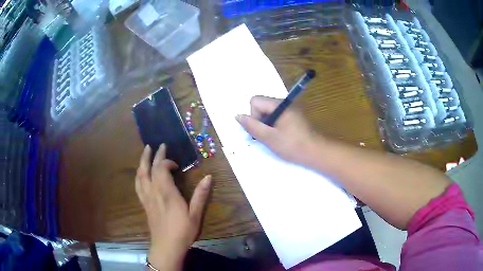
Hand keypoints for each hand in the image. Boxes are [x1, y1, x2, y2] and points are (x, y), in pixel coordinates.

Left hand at [135, 144, 211, 270]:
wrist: (166, 247)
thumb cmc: (183, 231)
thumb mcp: (195, 214)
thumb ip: (201, 195)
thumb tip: (208, 177)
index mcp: (167, 193)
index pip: (161, 169)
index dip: (166, 161)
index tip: (176, 164)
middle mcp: (154, 192)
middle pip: (149, 169)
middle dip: (153, 155)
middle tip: (157, 145)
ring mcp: (146, 198)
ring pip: (140, 175)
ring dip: (142, 162)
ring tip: (145, 152)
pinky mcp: (144, 204)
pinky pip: (138, 185)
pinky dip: (139, 175)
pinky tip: (140, 172)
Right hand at [236, 96, 320, 164]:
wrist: (316, 153)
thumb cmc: (292, 145)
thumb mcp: (269, 137)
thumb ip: (252, 126)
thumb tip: (237, 116)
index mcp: (278, 104)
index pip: (255, 101)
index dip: (253, 115)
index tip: (261, 130)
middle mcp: (284, 103)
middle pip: (262, 106)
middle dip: (260, 121)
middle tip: (267, 137)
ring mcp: (291, 110)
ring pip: (269, 113)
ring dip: (267, 125)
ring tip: (274, 139)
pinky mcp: (295, 118)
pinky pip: (278, 118)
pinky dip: (275, 127)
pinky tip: (281, 138)